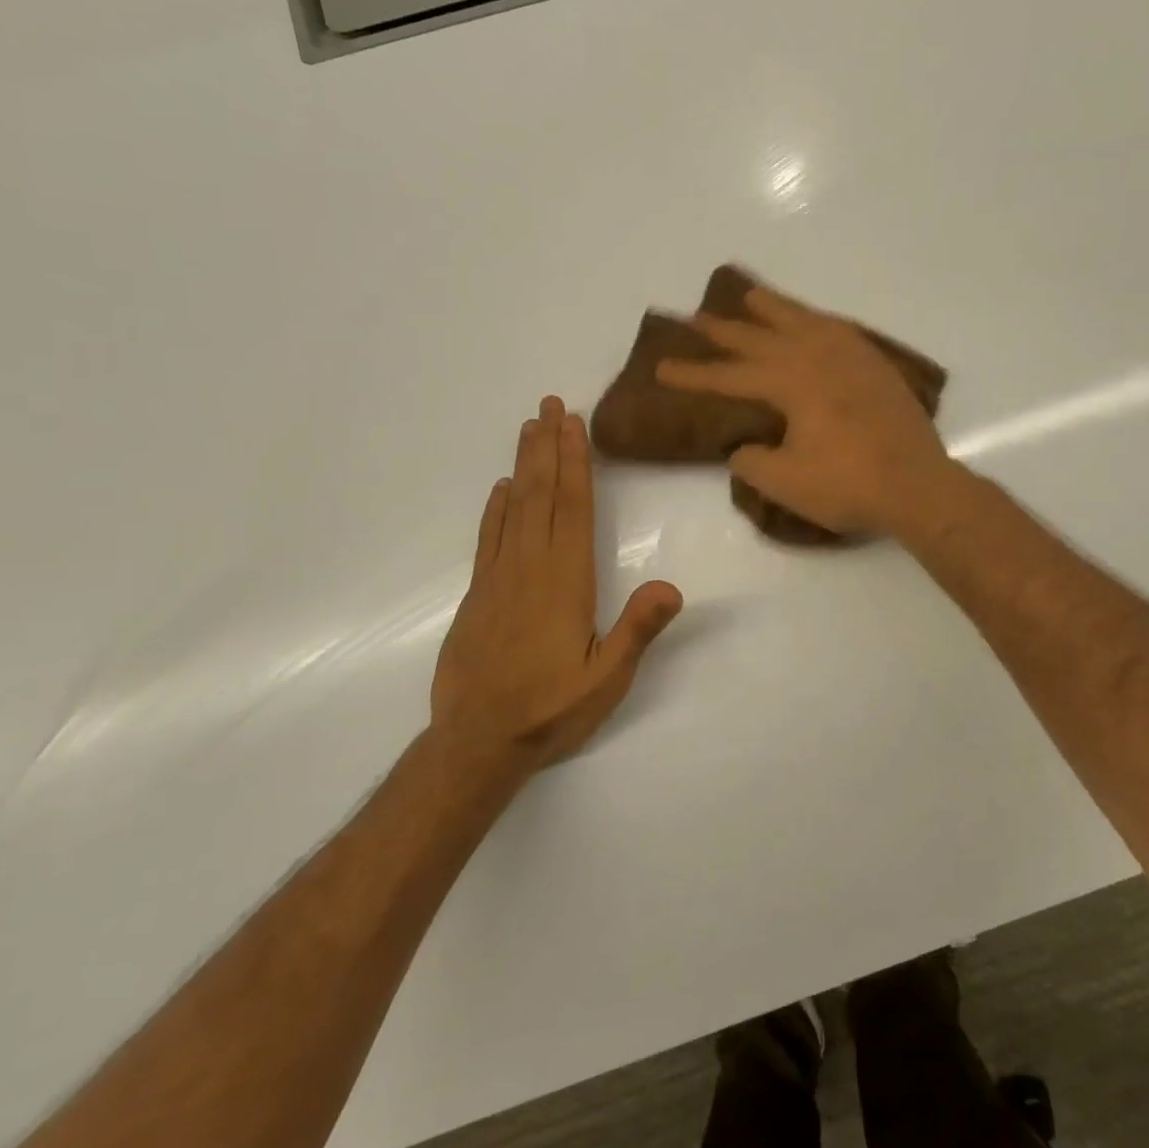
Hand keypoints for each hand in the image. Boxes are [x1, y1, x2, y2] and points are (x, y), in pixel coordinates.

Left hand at [431, 396, 682, 772]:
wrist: (477, 742)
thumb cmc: (550, 710)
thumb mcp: (607, 679)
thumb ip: (638, 630)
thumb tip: (672, 585)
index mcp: (566, 581)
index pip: (573, 509)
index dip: (575, 463)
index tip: (573, 424)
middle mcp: (531, 568)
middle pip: (541, 495)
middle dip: (548, 447)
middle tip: (550, 404)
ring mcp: (498, 578)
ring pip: (513, 508)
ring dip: (522, 465)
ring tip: (529, 428)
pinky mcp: (478, 594)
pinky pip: (489, 537)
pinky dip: (495, 507)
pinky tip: (500, 488)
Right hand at [656, 285, 954, 537]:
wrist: (918, 486)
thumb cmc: (848, 486)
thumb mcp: (785, 482)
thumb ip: (752, 461)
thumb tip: (744, 446)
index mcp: (792, 383)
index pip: (731, 375)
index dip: (694, 373)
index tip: (662, 367)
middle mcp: (818, 358)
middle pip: (762, 338)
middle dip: (726, 330)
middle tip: (696, 317)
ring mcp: (852, 358)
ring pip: (804, 321)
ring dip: (774, 308)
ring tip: (751, 295)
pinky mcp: (876, 367)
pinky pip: (838, 330)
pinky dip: (818, 320)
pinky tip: (813, 322)